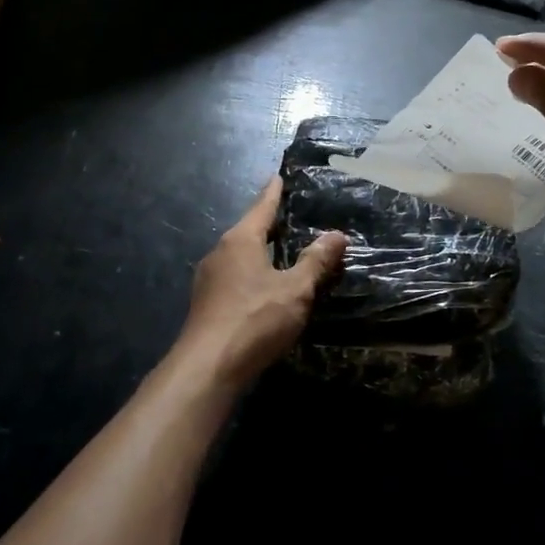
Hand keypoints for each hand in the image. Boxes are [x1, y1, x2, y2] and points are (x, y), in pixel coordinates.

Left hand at [174, 178, 346, 388]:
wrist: (207, 368)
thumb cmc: (254, 320)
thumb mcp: (296, 290)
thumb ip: (316, 261)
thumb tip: (337, 234)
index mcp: (240, 240)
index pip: (262, 207)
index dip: (274, 193)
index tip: (278, 176)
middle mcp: (220, 252)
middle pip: (249, 230)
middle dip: (270, 224)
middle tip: (293, 216)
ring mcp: (209, 280)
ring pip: (241, 256)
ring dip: (261, 251)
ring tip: (285, 252)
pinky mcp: (207, 304)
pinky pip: (235, 277)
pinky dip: (253, 273)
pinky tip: (266, 287)